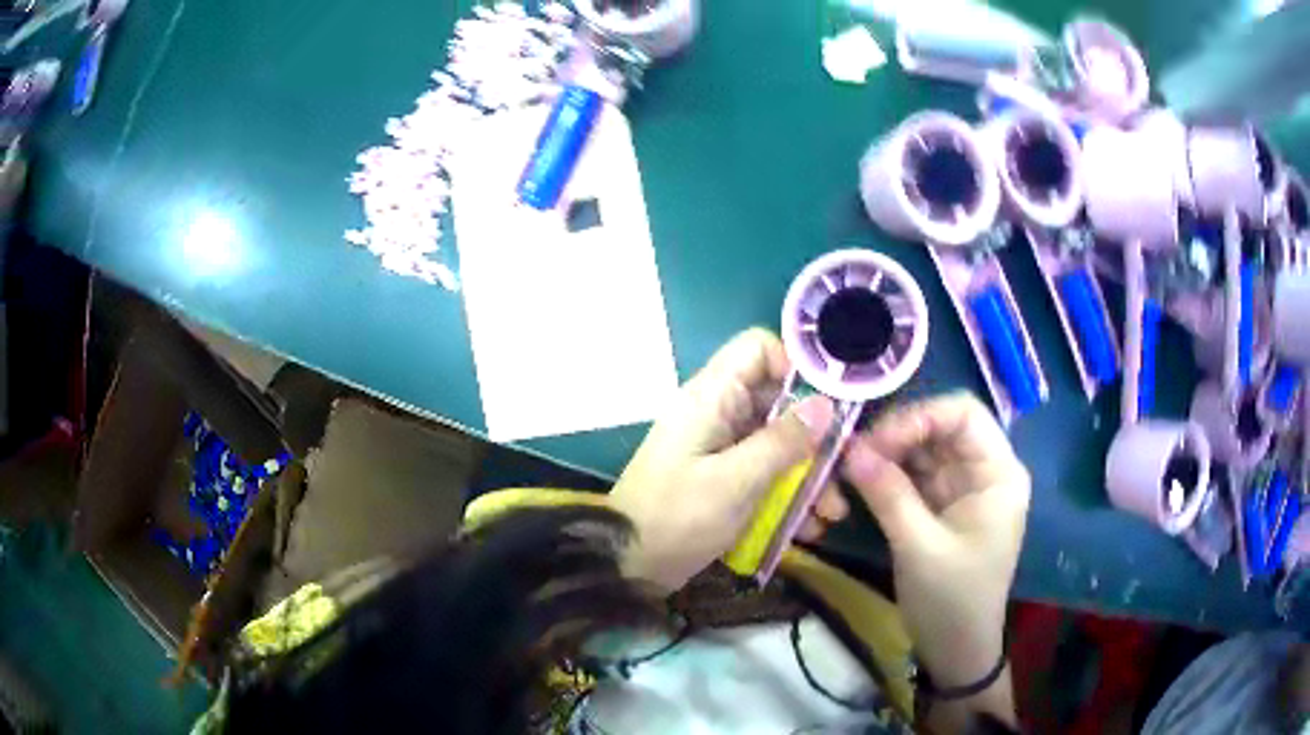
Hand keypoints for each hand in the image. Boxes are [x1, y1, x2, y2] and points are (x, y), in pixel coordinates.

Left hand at [611, 328, 845, 591]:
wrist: (629, 565)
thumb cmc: (678, 517)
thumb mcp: (735, 481)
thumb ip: (782, 442)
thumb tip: (825, 405)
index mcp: (713, 397)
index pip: (758, 349)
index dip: (795, 367)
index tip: (827, 405)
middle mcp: (719, 412)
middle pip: (779, 402)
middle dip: (815, 438)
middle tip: (842, 473)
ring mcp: (721, 446)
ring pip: (778, 442)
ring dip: (807, 476)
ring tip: (830, 514)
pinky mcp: (724, 476)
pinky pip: (765, 472)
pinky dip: (787, 494)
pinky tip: (806, 528)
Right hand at [841, 393, 1028, 718]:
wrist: (956, 650)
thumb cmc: (952, 600)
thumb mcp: (919, 548)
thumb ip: (888, 494)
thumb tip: (849, 450)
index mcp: (997, 474)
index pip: (963, 414)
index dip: (919, 417)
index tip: (875, 441)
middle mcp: (983, 471)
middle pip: (940, 428)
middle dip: (897, 435)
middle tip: (853, 455)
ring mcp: (962, 489)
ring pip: (923, 450)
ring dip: (888, 454)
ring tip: (849, 467)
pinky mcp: (942, 507)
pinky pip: (914, 475)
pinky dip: (888, 475)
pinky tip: (860, 481)